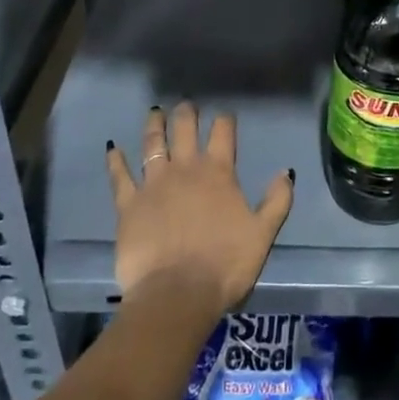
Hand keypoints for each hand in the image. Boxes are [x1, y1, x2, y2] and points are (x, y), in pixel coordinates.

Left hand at [106, 103, 292, 315]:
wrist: (177, 294)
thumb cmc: (226, 264)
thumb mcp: (264, 234)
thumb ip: (277, 200)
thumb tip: (286, 171)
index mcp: (219, 172)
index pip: (223, 132)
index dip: (225, 120)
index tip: (225, 115)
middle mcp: (185, 169)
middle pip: (185, 129)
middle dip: (186, 113)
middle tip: (186, 105)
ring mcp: (153, 184)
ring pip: (152, 144)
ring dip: (154, 125)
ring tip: (155, 112)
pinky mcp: (128, 205)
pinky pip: (120, 176)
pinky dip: (116, 160)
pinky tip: (112, 148)